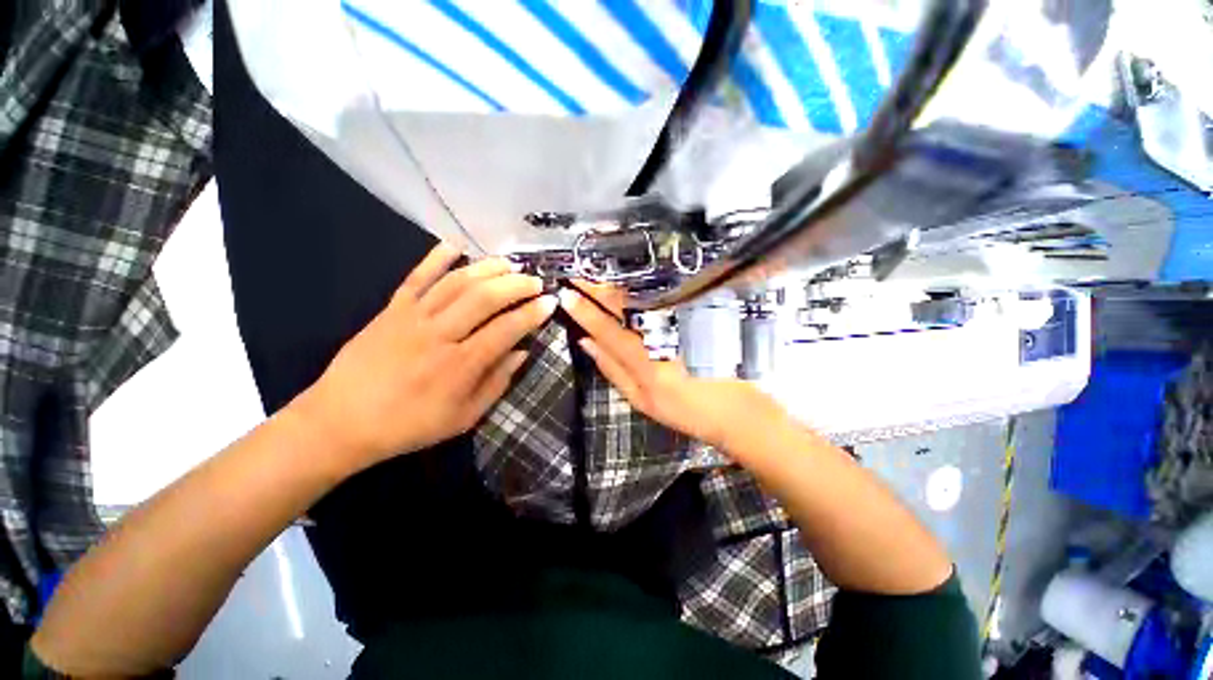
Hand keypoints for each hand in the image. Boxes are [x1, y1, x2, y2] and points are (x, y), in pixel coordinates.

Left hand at [299, 243, 556, 469]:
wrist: (341, 422)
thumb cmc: (410, 425)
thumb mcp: (464, 417)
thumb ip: (497, 383)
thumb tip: (522, 352)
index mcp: (460, 365)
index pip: (507, 329)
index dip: (533, 313)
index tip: (550, 302)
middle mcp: (440, 335)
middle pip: (484, 298)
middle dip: (516, 285)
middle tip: (535, 280)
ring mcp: (413, 317)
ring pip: (456, 283)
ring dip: (487, 269)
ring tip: (509, 263)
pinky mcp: (391, 310)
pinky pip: (415, 278)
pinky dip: (435, 258)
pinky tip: (455, 245)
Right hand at [557, 282, 785, 450]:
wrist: (735, 408)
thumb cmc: (684, 410)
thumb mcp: (641, 400)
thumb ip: (612, 369)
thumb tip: (585, 342)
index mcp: (644, 361)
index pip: (605, 329)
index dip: (583, 311)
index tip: (566, 294)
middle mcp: (661, 336)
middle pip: (622, 305)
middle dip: (596, 287)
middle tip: (577, 275)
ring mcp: (680, 322)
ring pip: (641, 297)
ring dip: (616, 283)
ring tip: (596, 274)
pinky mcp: (695, 315)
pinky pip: (661, 296)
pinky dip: (641, 287)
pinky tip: (629, 280)